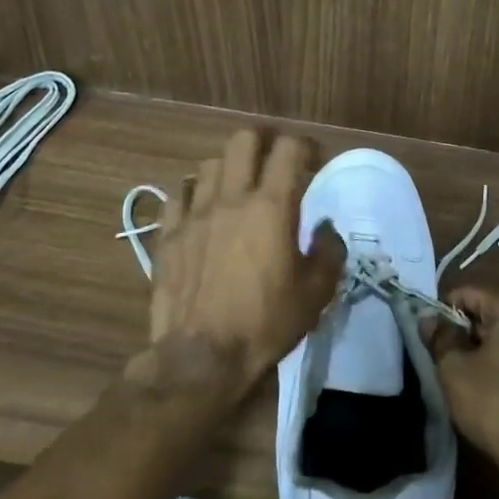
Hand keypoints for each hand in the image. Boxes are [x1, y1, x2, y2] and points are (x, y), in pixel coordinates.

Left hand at [148, 128, 345, 391]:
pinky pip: (178, 195)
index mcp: (271, 207)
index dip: (305, 146)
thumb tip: (325, 228)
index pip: (289, 149)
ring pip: (209, 164)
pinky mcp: (169, 235)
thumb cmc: (265, 323)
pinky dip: (193, 193)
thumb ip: (329, 251)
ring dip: (228, 168)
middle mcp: (231, 198)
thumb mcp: (315, 293)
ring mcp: (194, 214)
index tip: (314, 160)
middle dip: (263, 141)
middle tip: (274, 161)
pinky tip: (201, 209)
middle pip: (243, 140)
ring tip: (237, 187)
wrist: (201, 358)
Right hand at [422, 287, 498, 482]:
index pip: (470, 294)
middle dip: (472, 334)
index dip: (445, 314)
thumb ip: (440, 338)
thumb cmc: (498, 405)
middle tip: (453, 364)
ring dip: (496, 351)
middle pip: (496, 313)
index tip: (433, 340)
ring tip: (479, 381)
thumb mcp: (455, 371)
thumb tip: (429, 318)